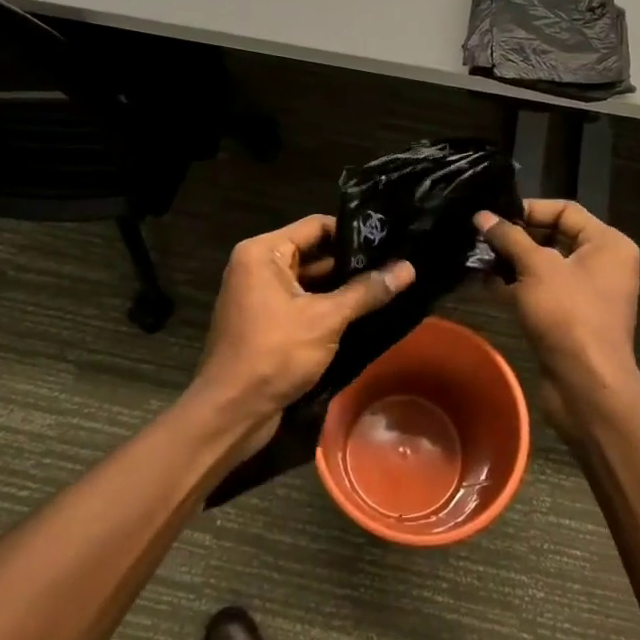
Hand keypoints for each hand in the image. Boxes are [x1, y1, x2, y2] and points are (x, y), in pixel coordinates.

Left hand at [195, 214, 414, 451]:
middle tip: (396, 263)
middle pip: (313, 252)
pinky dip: (328, 307)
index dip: (353, 232)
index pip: (316, 226)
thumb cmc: (274, 354)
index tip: (390, 240)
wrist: (231, 412)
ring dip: (343, 287)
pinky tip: (364, 312)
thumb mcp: (325, 319)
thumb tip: (408, 268)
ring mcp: (259, 295)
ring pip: (310, 281)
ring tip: (389, 285)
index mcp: (262, 252)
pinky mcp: (266, 322)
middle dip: (352, 262)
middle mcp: (257, 266)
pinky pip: (302, 303)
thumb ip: (366, 291)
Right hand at [476, 201, 639, 436]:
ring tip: (474, 257)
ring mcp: (585, 294)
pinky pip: (539, 292)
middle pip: (552, 237)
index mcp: (607, 244)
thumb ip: (508, 237)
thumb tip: (481, 216)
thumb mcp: (536, 268)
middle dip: (514, 237)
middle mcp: (601, 264)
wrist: (586, 386)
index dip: (528, 209)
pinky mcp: (568, 319)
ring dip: (509, 262)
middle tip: (478, 235)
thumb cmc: (568, 314)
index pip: (565, 210)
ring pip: (542, 267)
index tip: (493, 215)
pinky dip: (514, 287)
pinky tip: (482, 283)